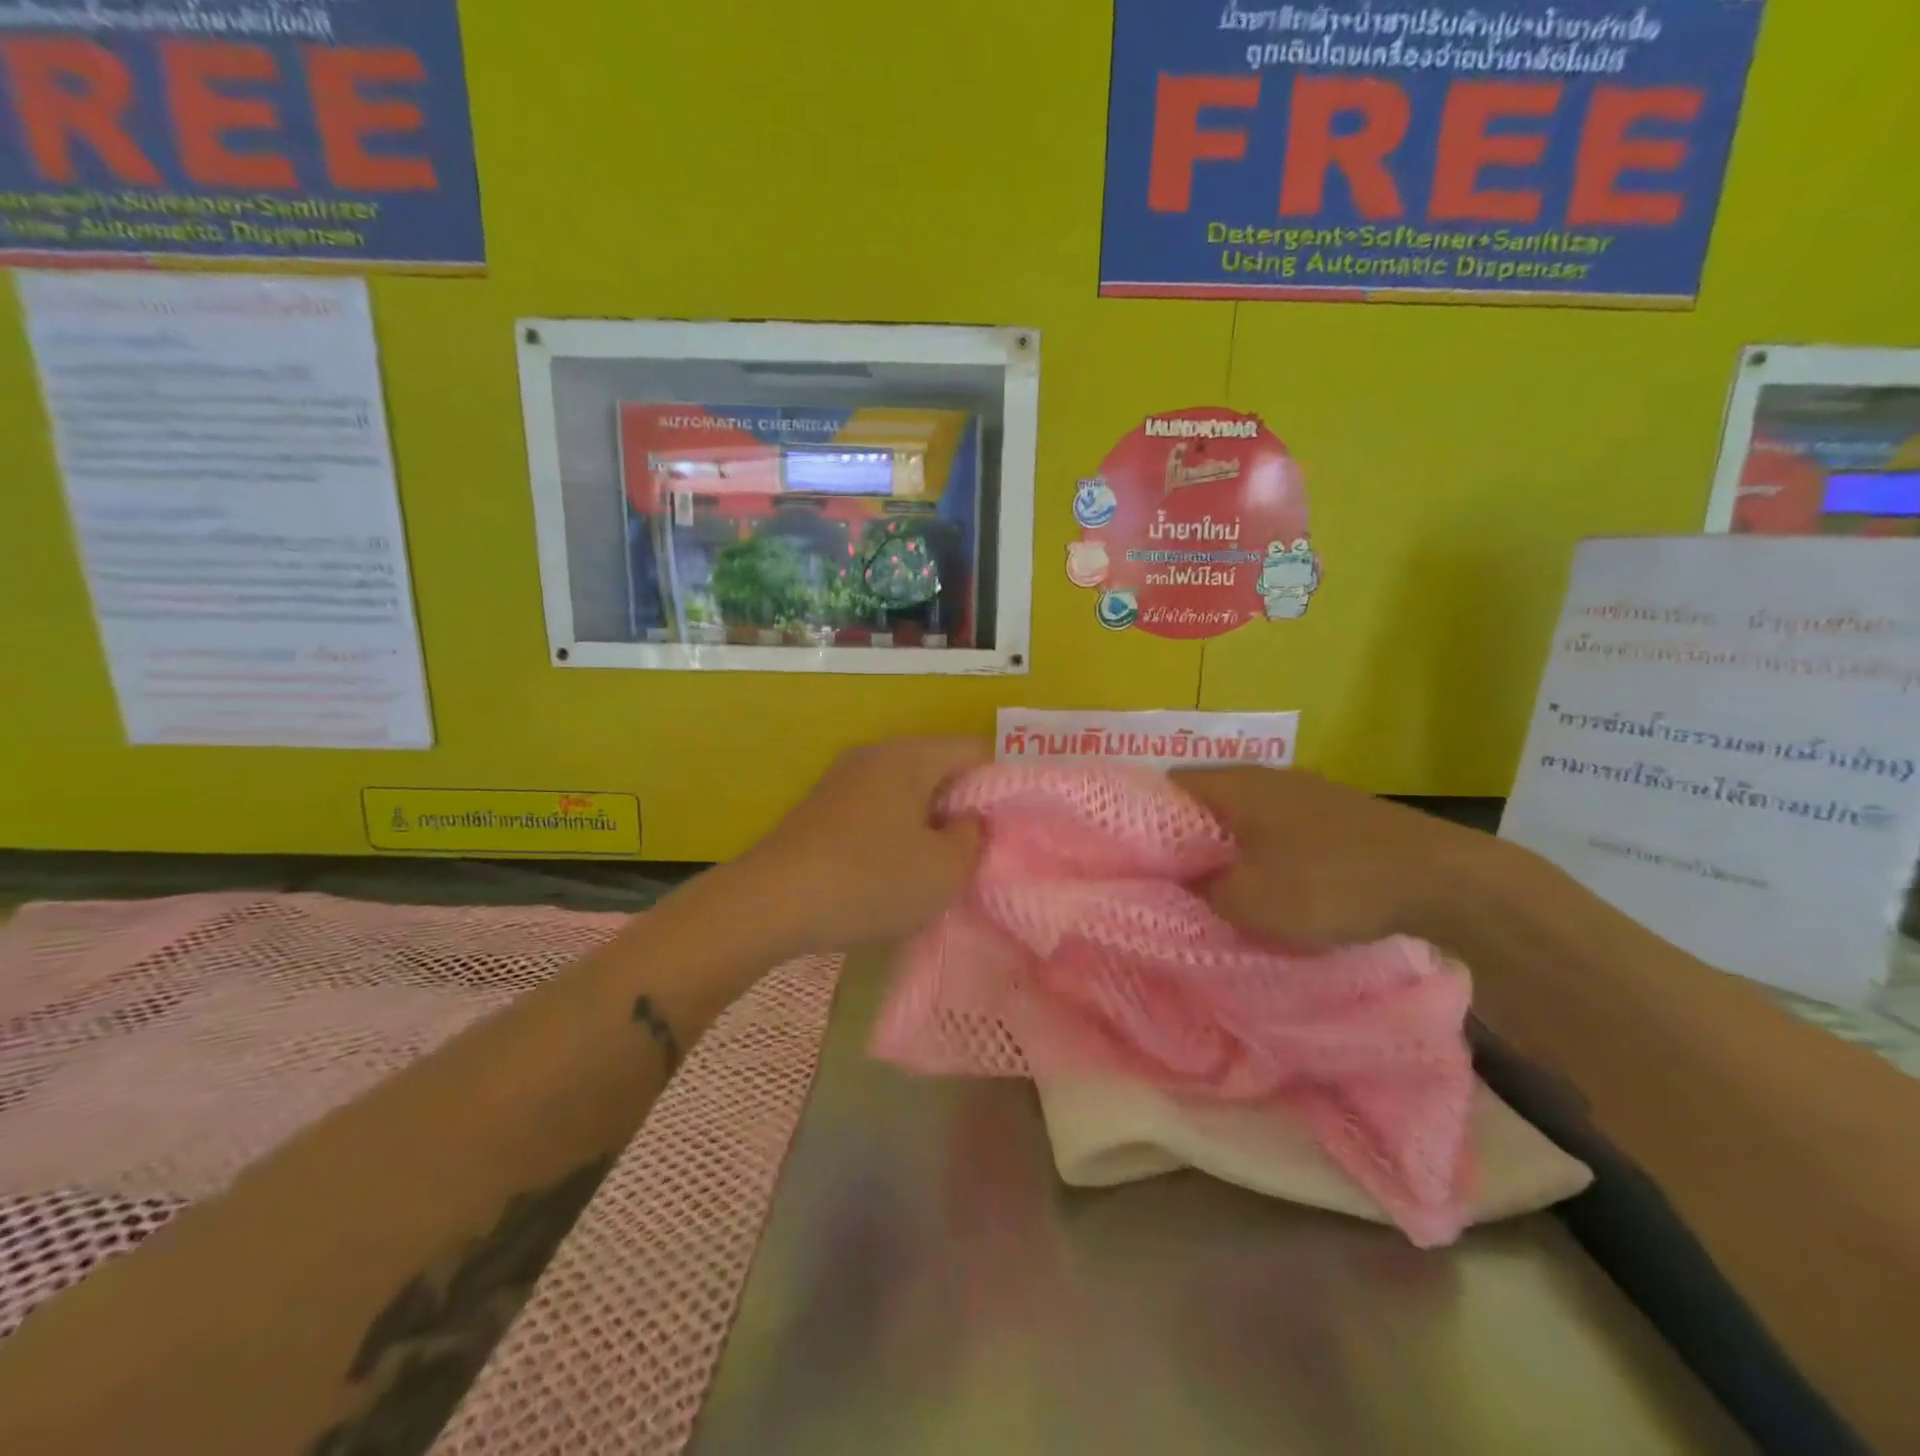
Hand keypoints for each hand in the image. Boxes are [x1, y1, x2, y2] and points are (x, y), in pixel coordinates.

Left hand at [724, 737, 990, 951]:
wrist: (770, 904)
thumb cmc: (870, 880)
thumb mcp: (943, 870)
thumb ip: (973, 838)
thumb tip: (966, 821)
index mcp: (910, 756)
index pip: (976, 751)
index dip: (1003, 785)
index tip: (1013, 826)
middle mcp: (876, 755)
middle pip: (940, 769)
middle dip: (965, 807)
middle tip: (980, 851)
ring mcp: (844, 780)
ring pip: (908, 792)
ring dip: (930, 824)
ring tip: (941, 865)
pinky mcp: (822, 809)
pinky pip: (878, 810)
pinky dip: (897, 833)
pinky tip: (895, 870)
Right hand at [1172, 766, 1481, 949]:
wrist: (1441, 882)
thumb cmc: (1327, 884)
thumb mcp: (1247, 902)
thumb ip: (1201, 891)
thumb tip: (1180, 881)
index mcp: (1236, 785)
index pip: (1168, 784)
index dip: (1144, 817)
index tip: (1135, 855)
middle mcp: (1268, 777)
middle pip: (1208, 801)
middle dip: (1187, 837)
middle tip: (1172, 878)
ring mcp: (1309, 793)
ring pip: (1248, 816)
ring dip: (1231, 847)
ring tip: (1220, 887)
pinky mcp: (1341, 815)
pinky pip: (1283, 829)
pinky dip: (1268, 852)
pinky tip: (1277, 885)